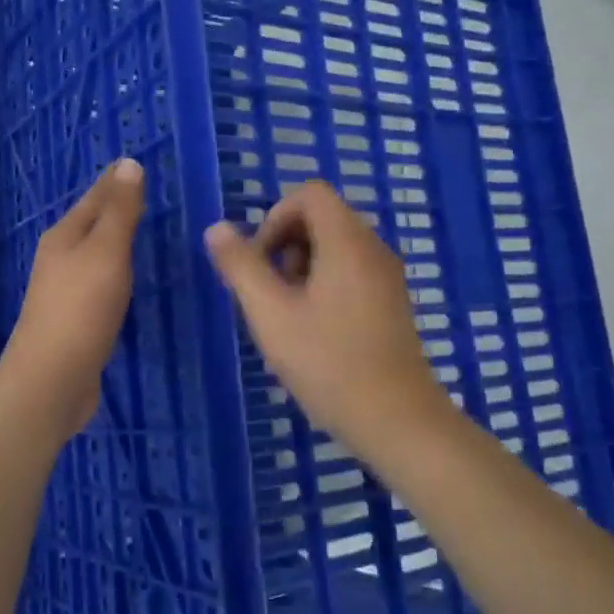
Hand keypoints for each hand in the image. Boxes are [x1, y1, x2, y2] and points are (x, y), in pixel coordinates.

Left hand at [0, 157, 144, 442]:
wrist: (52, 378)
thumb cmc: (81, 308)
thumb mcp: (106, 252)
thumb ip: (120, 211)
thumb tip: (128, 164)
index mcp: (64, 236)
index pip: (95, 196)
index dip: (116, 179)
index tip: (135, 162)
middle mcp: (60, 257)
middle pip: (91, 222)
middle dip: (114, 205)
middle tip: (143, 191)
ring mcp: (64, 289)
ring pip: (94, 252)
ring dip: (114, 238)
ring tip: (139, 227)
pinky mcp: (74, 318)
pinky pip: (99, 280)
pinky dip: (115, 269)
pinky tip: (126, 277)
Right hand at [204, 181, 452, 458]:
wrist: (396, 420)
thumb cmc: (328, 362)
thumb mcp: (271, 314)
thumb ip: (241, 266)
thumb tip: (216, 228)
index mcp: (348, 241)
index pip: (310, 194)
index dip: (275, 217)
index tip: (261, 262)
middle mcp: (373, 248)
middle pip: (323, 217)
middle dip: (285, 244)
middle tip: (271, 293)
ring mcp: (388, 276)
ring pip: (336, 247)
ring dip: (302, 267)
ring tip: (290, 316)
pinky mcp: (392, 303)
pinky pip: (351, 271)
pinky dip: (325, 284)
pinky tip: (314, 331)